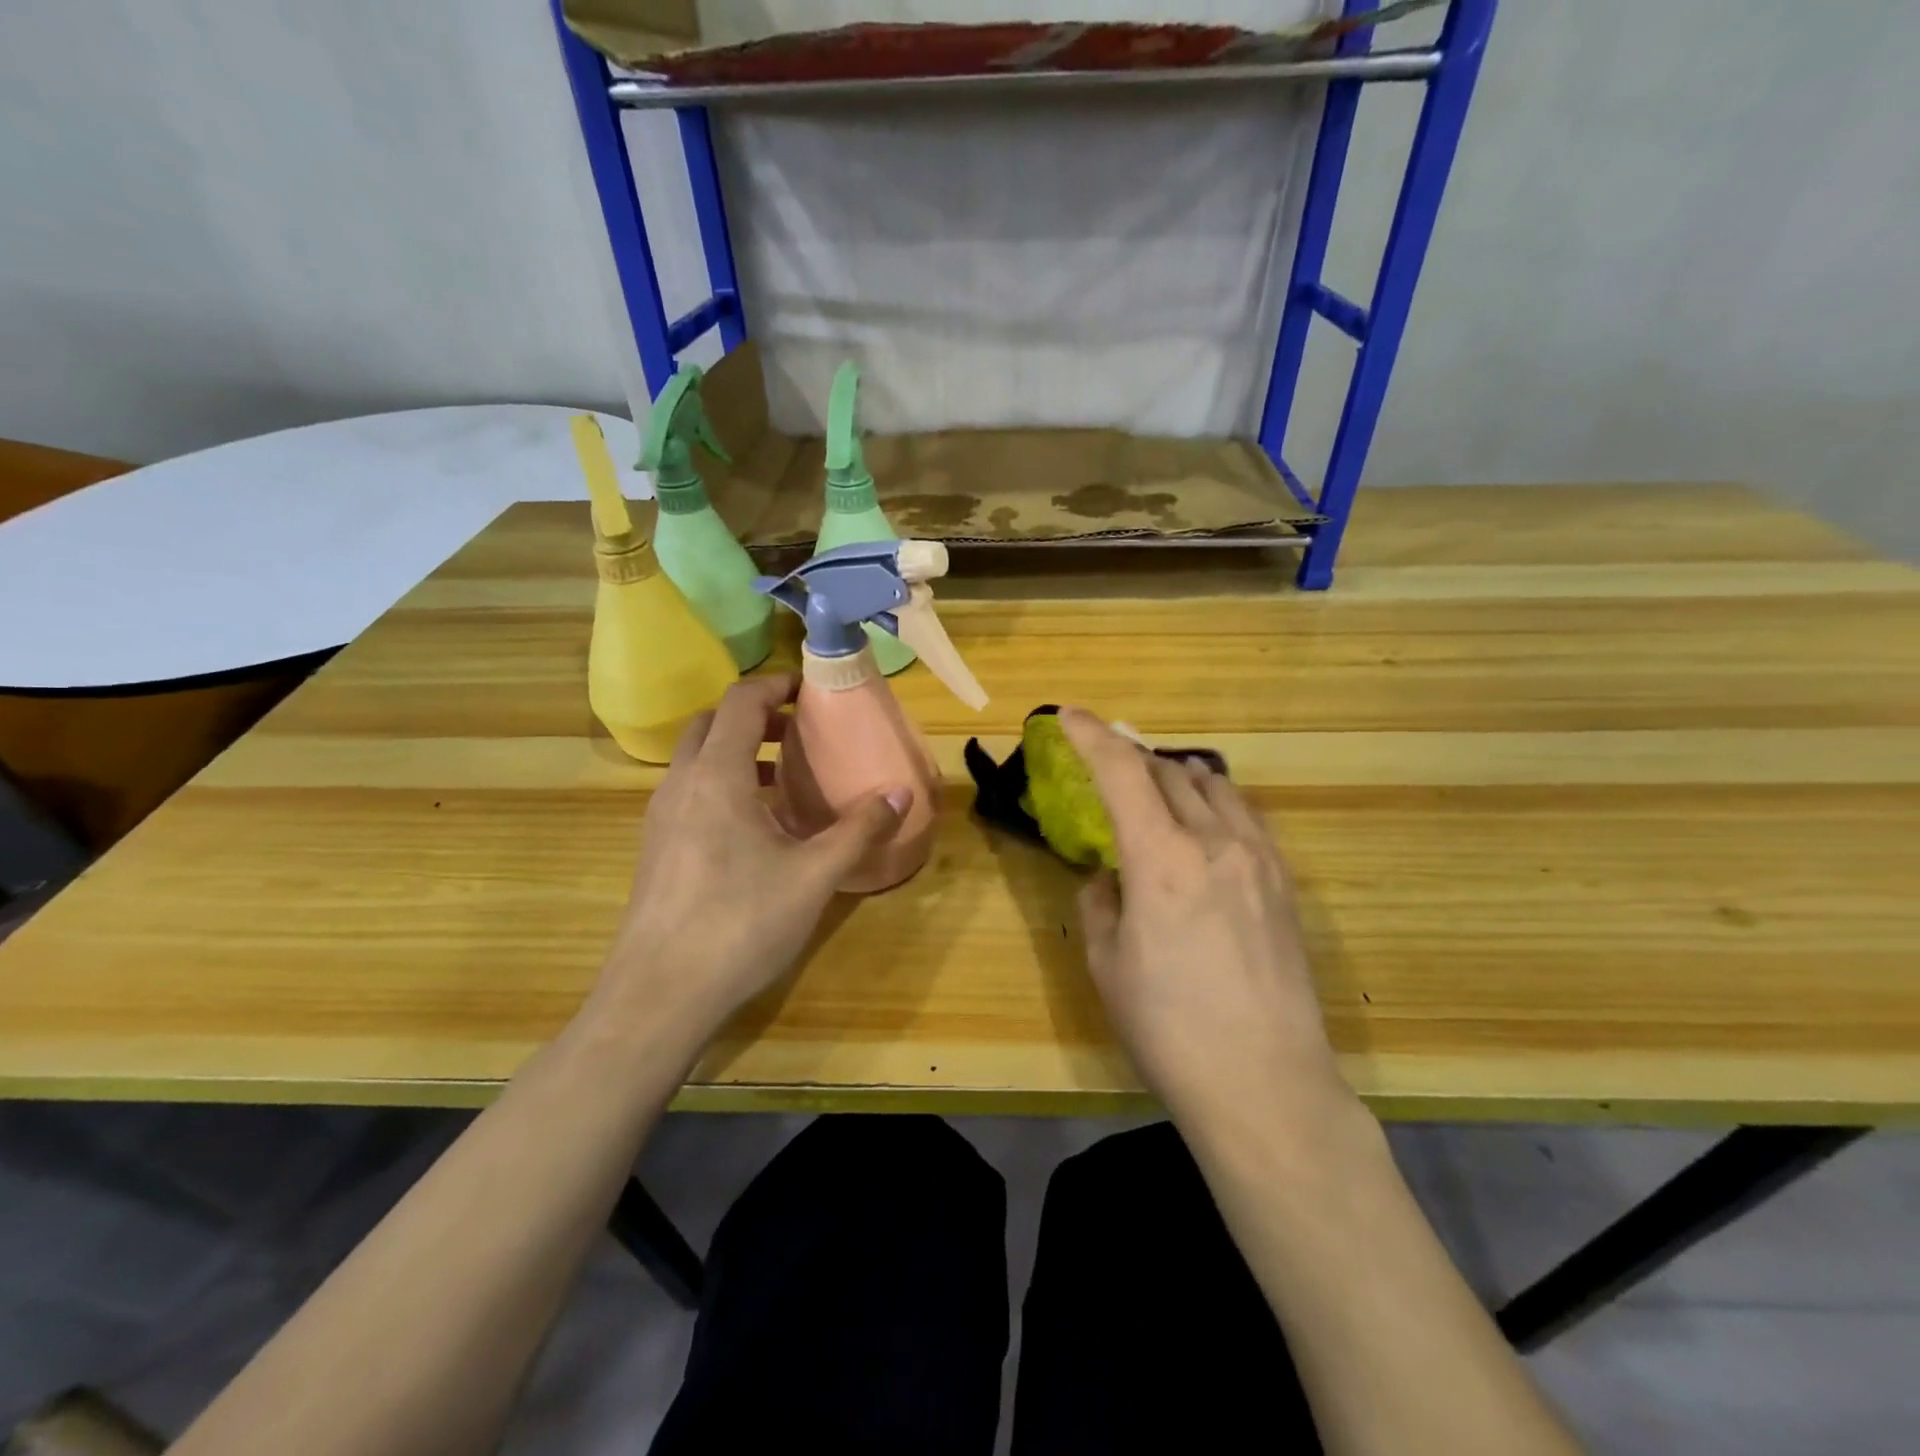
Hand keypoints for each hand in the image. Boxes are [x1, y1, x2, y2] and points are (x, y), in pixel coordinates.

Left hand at [584, 675, 909, 1054]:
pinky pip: (689, 793)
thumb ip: (859, 830)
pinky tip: (755, 827)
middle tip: (796, 731)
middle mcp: (680, 785)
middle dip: (753, 716)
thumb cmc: (740, 924)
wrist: (659, 995)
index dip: (774, 684)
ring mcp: (660, 818)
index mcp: (716, 775)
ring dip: (736, 752)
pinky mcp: (655, 849)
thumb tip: (900, 793)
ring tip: (781, 777)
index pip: (739, 702)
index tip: (808, 688)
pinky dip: (721, 785)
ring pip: (696, 760)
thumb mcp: (814, 876)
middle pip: (711, 723)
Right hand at [1059, 707, 1351, 1130]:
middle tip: (1104, 768)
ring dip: (1174, 776)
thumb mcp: (1108, 964)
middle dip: (1129, 759)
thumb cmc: (1169, 1029)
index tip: (1067, 717)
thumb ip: (1101, 901)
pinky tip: (1203, 825)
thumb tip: (1110, 874)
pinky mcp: (1286, 881)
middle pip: (1168, 771)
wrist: (1266, 1084)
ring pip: (1213, 784)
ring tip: (1153, 792)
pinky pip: (1244, 815)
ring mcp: (1259, 858)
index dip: (1091, 736)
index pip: (1122, 772)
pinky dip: (1213, 801)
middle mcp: (1216, 842)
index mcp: (1162, 860)